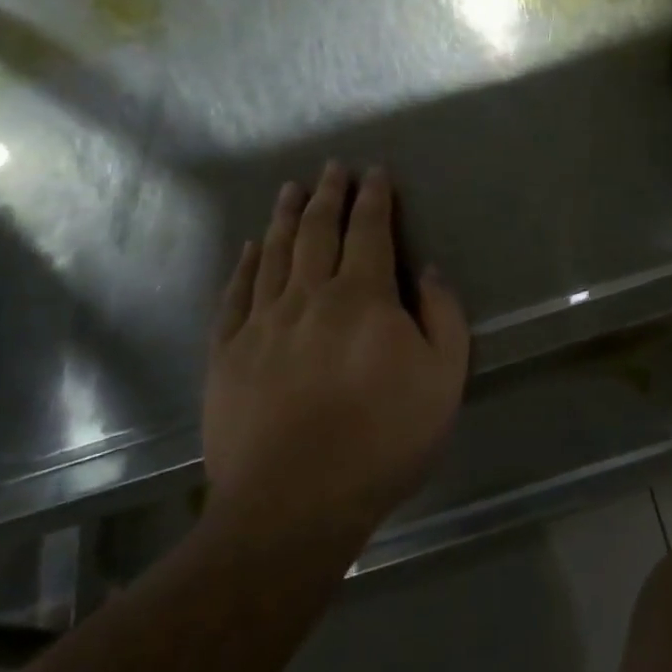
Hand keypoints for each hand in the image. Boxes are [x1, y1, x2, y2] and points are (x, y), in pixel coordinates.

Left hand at [203, 163, 470, 544]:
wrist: (293, 504)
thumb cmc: (381, 441)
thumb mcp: (443, 381)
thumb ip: (443, 318)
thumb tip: (429, 272)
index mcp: (362, 298)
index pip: (369, 231)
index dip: (373, 198)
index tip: (374, 171)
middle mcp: (308, 296)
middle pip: (317, 231)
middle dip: (328, 194)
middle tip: (332, 167)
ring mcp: (262, 323)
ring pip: (275, 254)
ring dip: (285, 217)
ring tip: (290, 189)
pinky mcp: (227, 354)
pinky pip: (236, 295)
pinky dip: (245, 266)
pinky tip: (250, 248)